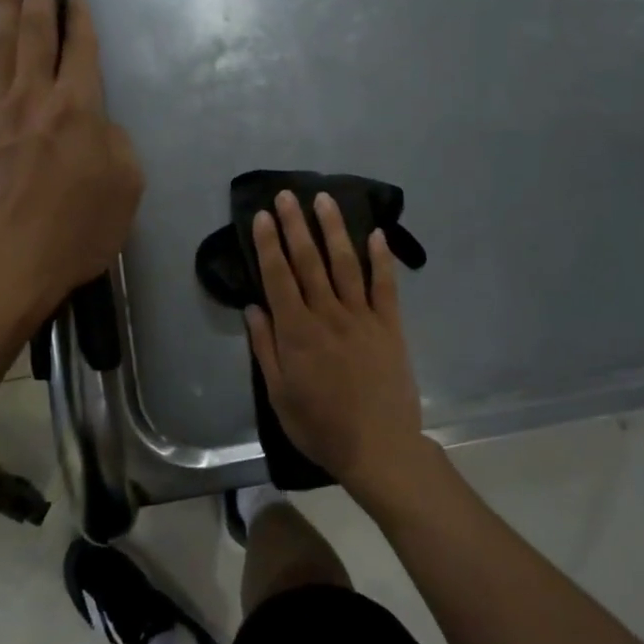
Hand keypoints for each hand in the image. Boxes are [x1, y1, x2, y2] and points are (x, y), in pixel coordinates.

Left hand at [0, 0, 143, 323]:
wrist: (4, 263)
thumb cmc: (76, 231)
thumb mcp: (125, 188)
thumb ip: (115, 142)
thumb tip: (96, 123)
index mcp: (78, 108)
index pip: (80, 49)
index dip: (79, 17)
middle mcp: (34, 97)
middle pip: (35, 30)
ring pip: (1, 44)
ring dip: (4, 4)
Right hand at [245, 191, 435, 505]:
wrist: (378, 447)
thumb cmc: (321, 426)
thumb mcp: (279, 394)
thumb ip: (266, 348)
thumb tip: (253, 307)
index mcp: (297, 332)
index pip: (279, 277)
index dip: (269, 244)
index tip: (262, 216)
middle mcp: (328, 314)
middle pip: (309, 261)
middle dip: (296, 225)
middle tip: (287, 195)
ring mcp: (363, 317)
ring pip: (345, 264)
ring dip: (334, 229)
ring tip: (324, 200)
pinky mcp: (390, 325)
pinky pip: (385, 286)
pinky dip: (381, 258)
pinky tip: (376, 234)